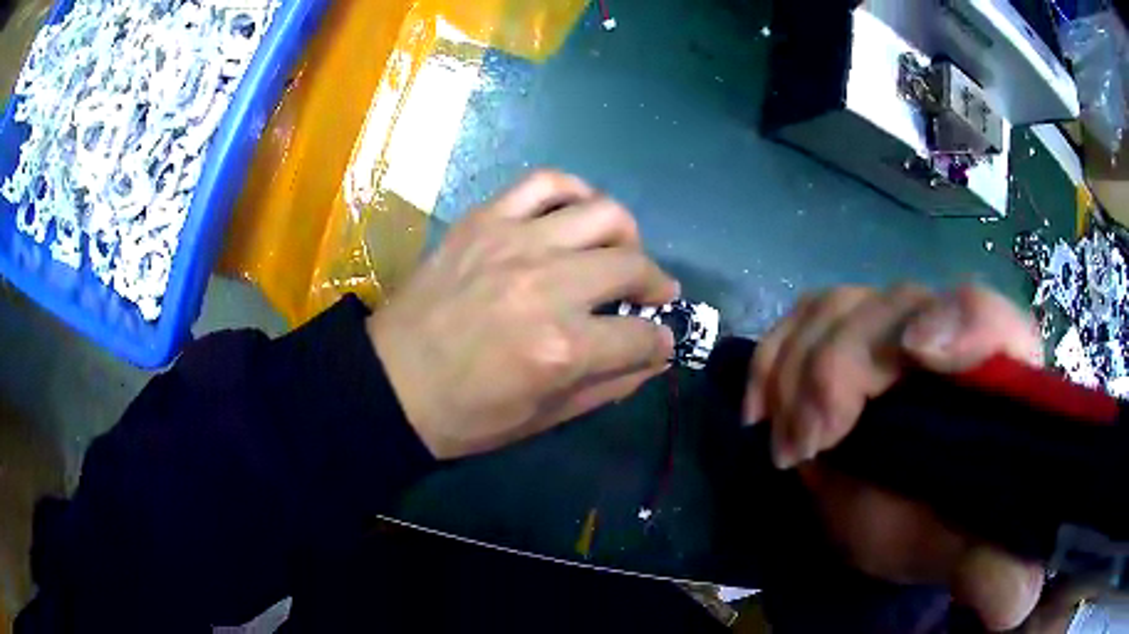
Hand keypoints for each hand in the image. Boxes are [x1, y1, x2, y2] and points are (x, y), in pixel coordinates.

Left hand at [368, 171, 677, 459]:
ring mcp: (514, 243)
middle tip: (651, 295)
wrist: (390, 381)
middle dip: (657, 284)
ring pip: (603, 213)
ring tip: (618, 251)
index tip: (661, 339)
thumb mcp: (542, 418)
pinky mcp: (484, 220)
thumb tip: (656, 357)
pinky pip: (544, 182)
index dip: (660, 340)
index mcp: (561, 349)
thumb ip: (609, 386)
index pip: (642, 335)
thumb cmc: (464, 414)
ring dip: (625, 235)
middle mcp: (547, 286)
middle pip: (631, 266)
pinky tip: (577, 213)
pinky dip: (574, 191)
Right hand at [744, 284, 1044, 630]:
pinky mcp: (849, 333)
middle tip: (810, 446)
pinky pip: (804, 314)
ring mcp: (895, 326)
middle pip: (898, 307)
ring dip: (799, 368)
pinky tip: (763, 408)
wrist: (899, 510)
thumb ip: (993, 570)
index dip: (959, 321)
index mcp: (996, 376)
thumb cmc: (939, 525)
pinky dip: (774, 355)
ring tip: (790, 443)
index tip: (914, 357)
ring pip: (843, 305)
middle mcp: (949, 334)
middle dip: (842, 369)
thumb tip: (1017, 603)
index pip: (992, 318)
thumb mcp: (964, 553)